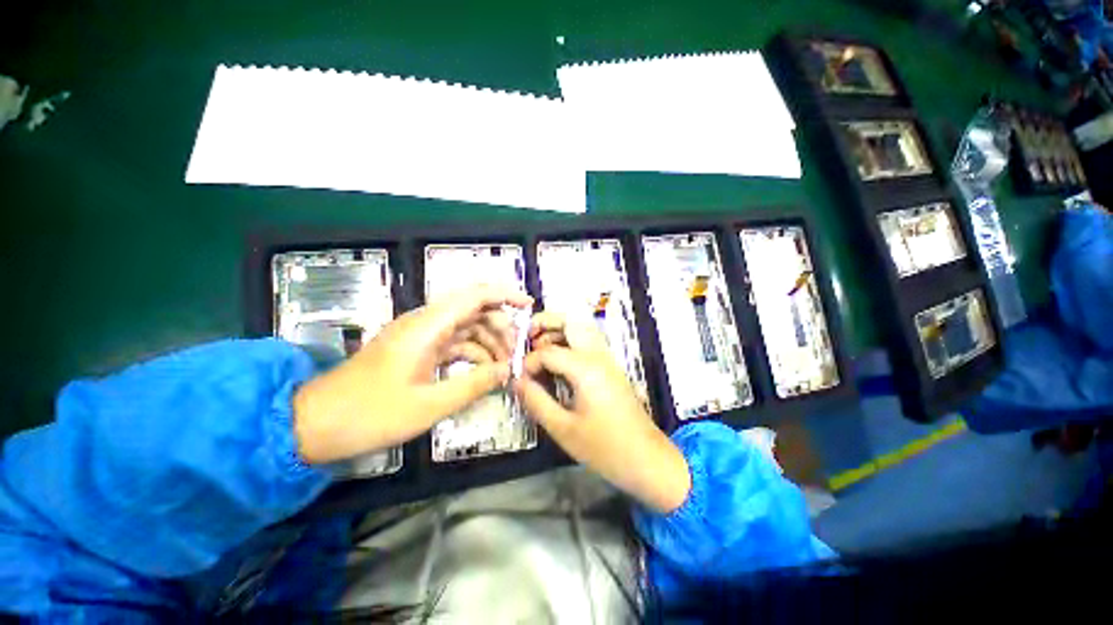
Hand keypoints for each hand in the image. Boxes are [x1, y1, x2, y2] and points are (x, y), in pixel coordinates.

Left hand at [293, 285, 532, 464]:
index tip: (529, 306)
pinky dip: (473, 355)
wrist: (315, 424)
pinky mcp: (418, 351)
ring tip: (504, 367)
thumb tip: (507, 370)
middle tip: (517, 353)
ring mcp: (421, 337)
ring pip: (466, 328)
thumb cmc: (369, 414)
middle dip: (501, 327)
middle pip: (474, 311)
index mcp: (426, 327)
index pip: (473, 296)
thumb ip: (474, 385)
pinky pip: (455, 345)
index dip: (504, 295)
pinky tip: (484, 373)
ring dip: (489, 343)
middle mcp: (425, 324)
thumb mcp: (428, 405)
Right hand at [513, 312, 690, 513]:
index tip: (520, 380)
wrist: (646, 459)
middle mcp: (598, 356)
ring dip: (559, 330)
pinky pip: (588, 342)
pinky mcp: (610, 368)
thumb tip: (517, 382)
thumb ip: (536, 401)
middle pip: (571, 322)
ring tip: (538, 346)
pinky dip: (570, 341)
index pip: (548, 352)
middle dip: (546, 323)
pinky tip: (558, 361)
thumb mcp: (563, 428)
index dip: (529, 362)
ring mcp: (607, 360)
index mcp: (585, 368)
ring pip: (582, 329)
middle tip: (526, 336)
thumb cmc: (605, 447)